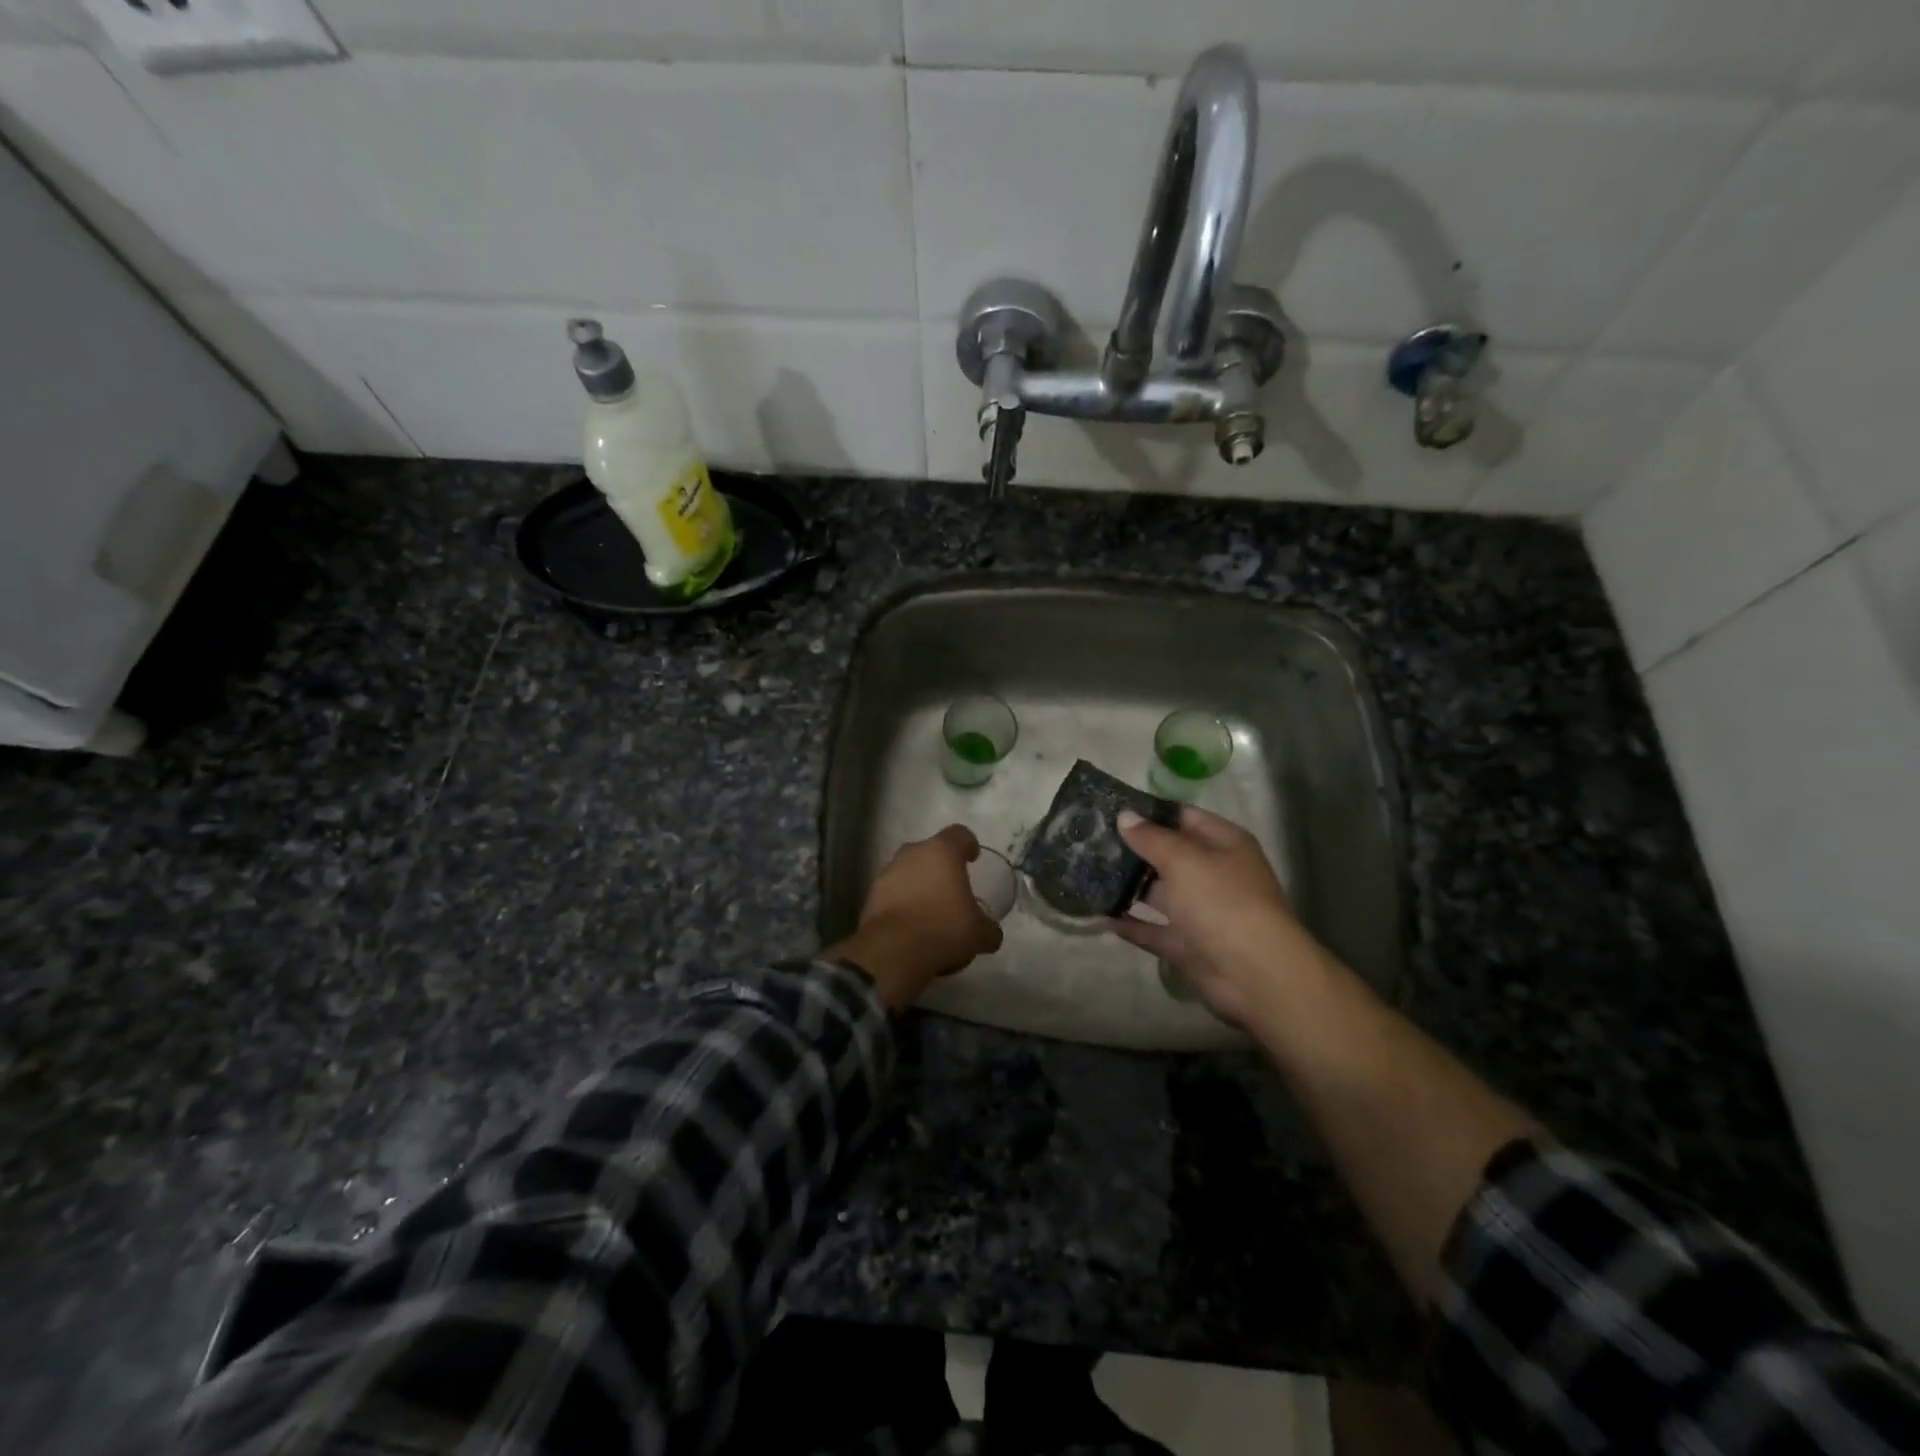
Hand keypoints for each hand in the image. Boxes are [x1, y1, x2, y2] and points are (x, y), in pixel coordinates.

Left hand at [829, 825, 1003, 1008]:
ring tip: (930, 909)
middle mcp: (912, 854)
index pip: (959, 834)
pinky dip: (902, 902)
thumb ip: (988, 929)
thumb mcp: (979, 934)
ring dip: (919, 884)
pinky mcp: (871, 895)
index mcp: (942, 852)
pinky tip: (911, 924)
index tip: (973, 858)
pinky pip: (893, 892)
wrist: (892, 952)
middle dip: (940, 867)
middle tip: (952, 888)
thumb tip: (991, 933)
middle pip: (930, 852)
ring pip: (908, 871)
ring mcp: (888, 872)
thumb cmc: (943, 929)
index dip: (968, 844)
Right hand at [1109, 806, 1320, 1027]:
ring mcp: (1202, 912)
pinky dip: (1132, 925)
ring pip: (1160, 893)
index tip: (1111, 808)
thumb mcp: (1184, 860)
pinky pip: (1154, 930)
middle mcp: (1214, 874)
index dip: (1150, 812)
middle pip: (1169, 855)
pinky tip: (1101, 916)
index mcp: (1223, 844)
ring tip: (1088, 873)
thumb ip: (1151, 838)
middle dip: (1134, 849)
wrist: (1253, 974)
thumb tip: (1125, 816)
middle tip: (1090, 840)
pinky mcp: (1188, 945)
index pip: (1184, 817)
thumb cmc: (1221, 901)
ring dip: (1129, 887)